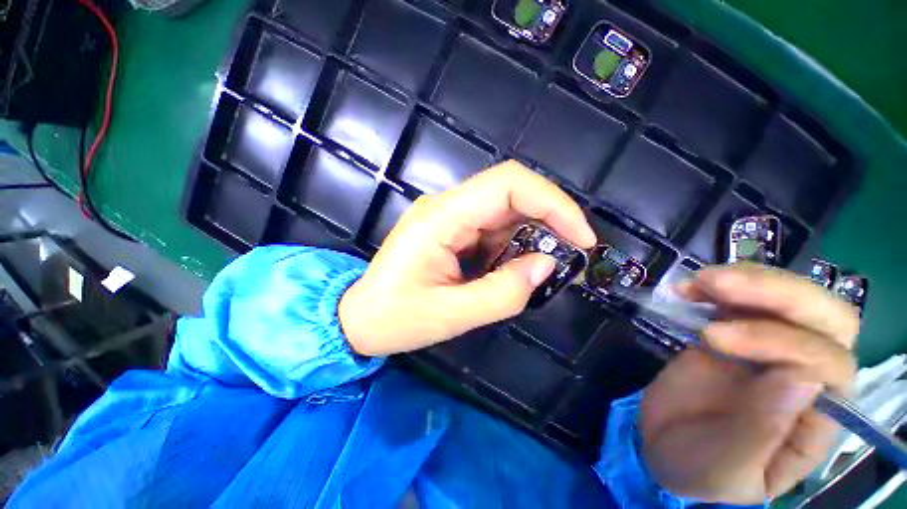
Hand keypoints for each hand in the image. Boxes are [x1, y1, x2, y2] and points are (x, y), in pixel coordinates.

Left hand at [339, 161, 595, 355]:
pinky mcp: (450, 229)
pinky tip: (515, 267)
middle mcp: (445, 206)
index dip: (553, 203)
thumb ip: (503, 292)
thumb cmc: (395, 319)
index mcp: (441, 218)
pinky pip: (492, 226)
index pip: (507, 185)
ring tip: (546, 266)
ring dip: (533, 232)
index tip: (582, 238)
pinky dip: (513, 243)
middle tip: (574, 252)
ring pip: (504, 208)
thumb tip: (547, 265)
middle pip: (510, 190)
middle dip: (550, 217)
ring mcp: (447, 216)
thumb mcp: (451, 315)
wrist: (360, 318)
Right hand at [641, 263, 859, 503]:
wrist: (663, 448)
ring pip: (787, 299)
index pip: (828, 362)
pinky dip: (715, 286)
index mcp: (817, 417)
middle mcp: (806, 375)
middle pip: (825, 319)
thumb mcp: (729, 468)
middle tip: (716, 285)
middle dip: (777, 294)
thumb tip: (801, 376)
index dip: (779, 341)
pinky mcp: (732, 333)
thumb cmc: (701, 472)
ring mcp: (768, 349)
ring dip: (745, 280)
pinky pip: (739, 300)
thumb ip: (764, 430)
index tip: (712, 337)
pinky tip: (686, 288)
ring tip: (696, 282)